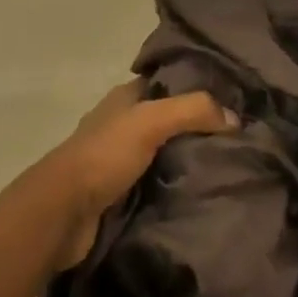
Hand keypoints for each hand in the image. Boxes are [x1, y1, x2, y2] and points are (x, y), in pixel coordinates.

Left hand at [49, 80, 237, 269]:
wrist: (62, 213)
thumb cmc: (104, 155)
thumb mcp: (150, 121)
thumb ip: (192, 111)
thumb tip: (233, 117)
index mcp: (124, 99)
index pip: (165, 83)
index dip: (194, 86)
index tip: (229, 98)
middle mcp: (120, 125)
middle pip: (166, 120)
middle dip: (196, 128)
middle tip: (236, 138)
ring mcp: (117, 161)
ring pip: (161, 154)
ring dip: (185, 161)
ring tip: (227, 167)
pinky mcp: (117, 194)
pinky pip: (154, 185)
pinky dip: (173, 189)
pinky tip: (201, 194)